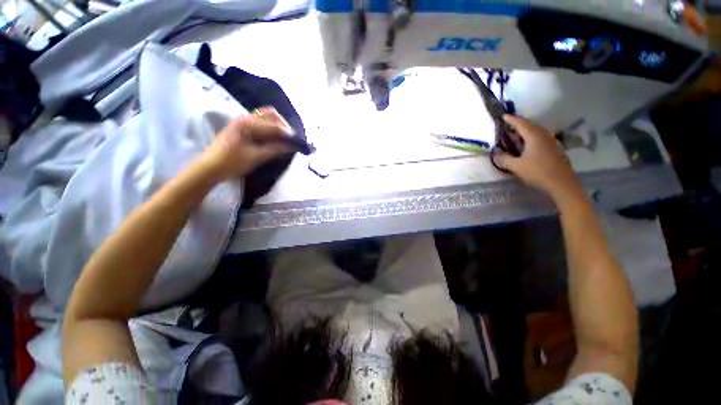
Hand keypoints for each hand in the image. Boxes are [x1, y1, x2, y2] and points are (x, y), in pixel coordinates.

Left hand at [200, 107, 293, 180]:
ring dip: (277, 126)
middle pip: (270, 114)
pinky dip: (270, 129)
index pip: (273, 125)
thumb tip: (291, 146)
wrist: (210, 168)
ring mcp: (242, 122)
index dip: (287, 133)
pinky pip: (260, 124)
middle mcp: (245, 118)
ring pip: (265, 118)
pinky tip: (274, 139)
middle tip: (291, 138)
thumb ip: (275, 149)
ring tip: (285, 139)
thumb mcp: (255, 157)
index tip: (298, 141)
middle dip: (283, 125)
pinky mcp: (242, 128)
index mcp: (247, 124)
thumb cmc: (232, 162)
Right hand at [492, 115, 582, 201]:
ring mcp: (551, 142)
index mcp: (534, 136)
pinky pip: (540, 139)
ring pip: (536, 132)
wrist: (562, 184)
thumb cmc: (538, 172)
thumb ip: (504, 160)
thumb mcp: (516, 166)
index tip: (503, 116)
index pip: (521, 123)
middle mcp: (544, 135)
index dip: (511, 120)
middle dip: (518, 125)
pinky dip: (531, 139)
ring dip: (525, 132)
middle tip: (508, 126)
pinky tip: (528, 147)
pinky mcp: (555, 150)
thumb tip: (494, 155)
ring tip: (516, 136)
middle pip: (530, 126)